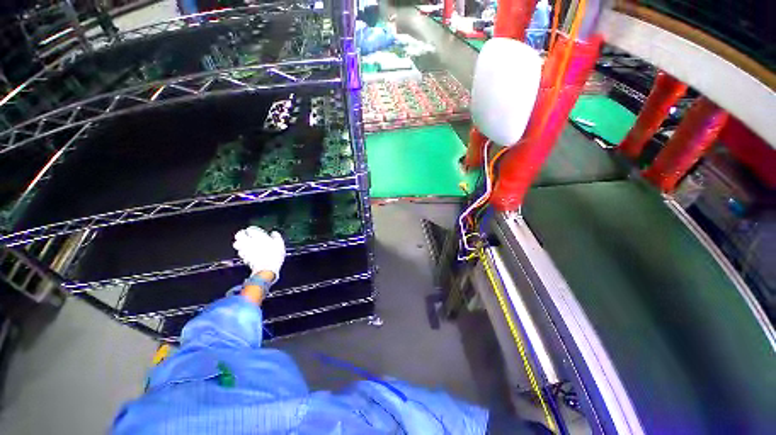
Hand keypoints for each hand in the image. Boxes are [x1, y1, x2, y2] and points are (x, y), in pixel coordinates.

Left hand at [233, 226, 285, 283]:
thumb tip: (274, 233)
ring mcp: (245, 250)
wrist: (267, 269)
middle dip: (242, 234)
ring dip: (240, 242)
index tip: (256, 231)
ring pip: (236, 244)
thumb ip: (276, 236)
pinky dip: (242, 251)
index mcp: (258, 236)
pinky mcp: (244, 258)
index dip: (253, 229)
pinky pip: (240, 252)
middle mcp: (248, 242)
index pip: (250, 229)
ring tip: (245, 243)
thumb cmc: (274, 255)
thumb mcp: (280, 243)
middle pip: (239, 235)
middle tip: (246, 235)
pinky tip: (248, 252)